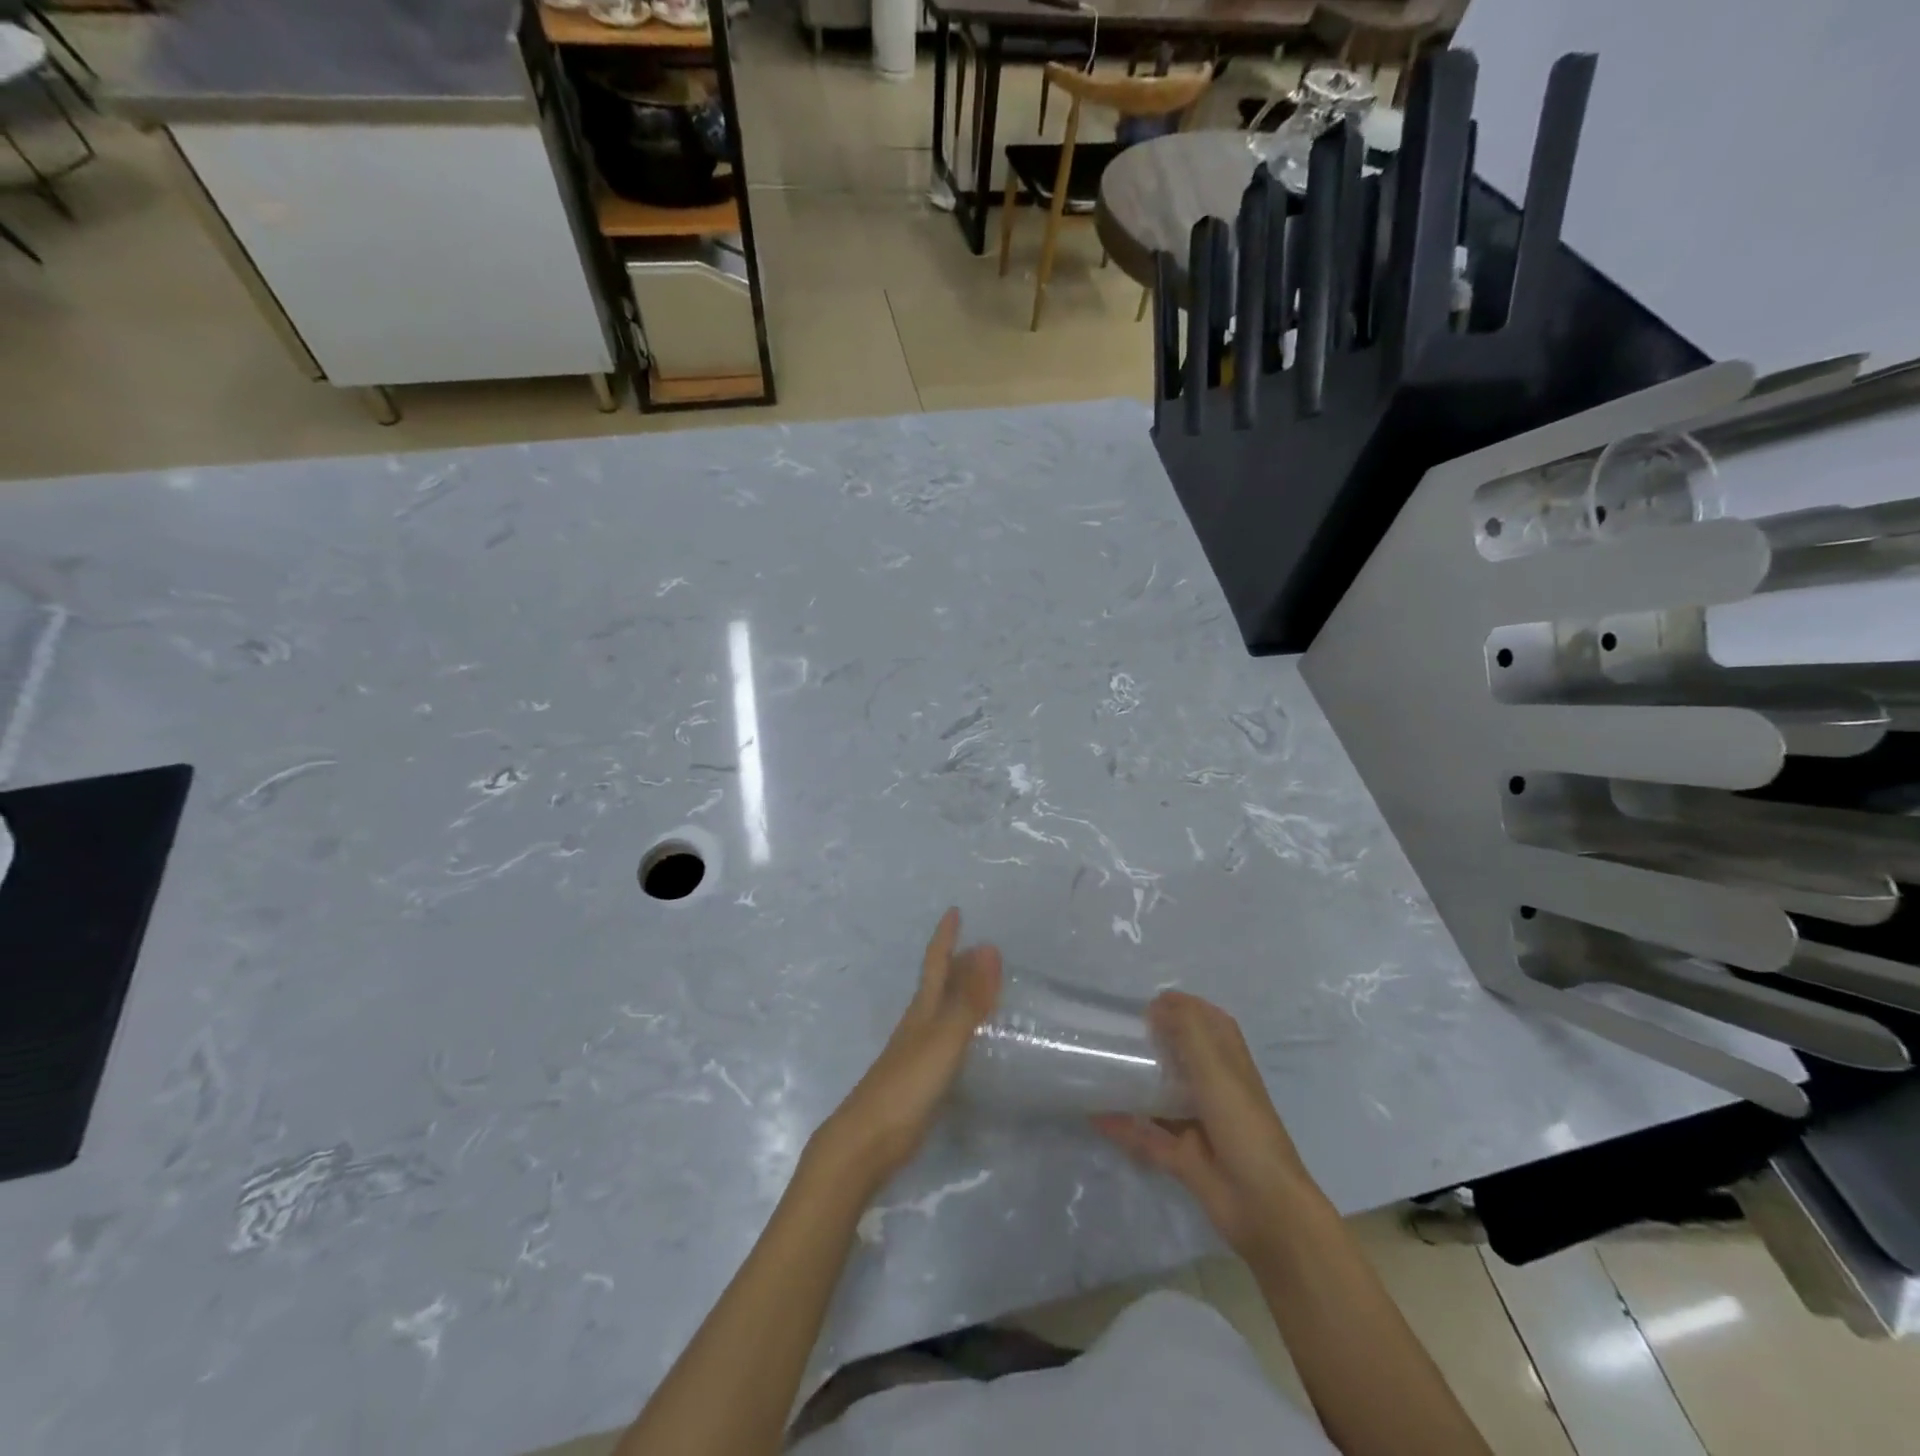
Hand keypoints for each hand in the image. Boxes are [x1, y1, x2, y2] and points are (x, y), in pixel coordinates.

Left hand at [811, 908, 1001, 1191]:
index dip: (945, 937)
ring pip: (941, 1013)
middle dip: (956, 963)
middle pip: (937, 985)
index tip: (954, 911)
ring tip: (983, 988)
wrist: (866, 1142)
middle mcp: (918, 1026)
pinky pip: (946, 1041)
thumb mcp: (944, 1039)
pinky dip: (961, 1030)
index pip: (935, 963)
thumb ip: (968, 999)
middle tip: (980, 948)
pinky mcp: (919, 1082)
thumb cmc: (906, 1086)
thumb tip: (989, 946)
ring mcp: (916, 1055)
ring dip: (959, 995)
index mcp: (922, 1010)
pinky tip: (970, 1043)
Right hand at [1094, 991, 1321, 1262]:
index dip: (1187, 1009)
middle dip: (1156, 1044)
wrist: (1263, 1207)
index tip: (1149, 1003)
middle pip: (1184, 1059)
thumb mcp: (1216, 1069)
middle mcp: (1216, 1091)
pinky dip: (1123, 1127)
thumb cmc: (1243, 1125)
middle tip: (1117, 1033)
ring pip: (1163, 1098)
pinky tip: (1095, 1115)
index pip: (1211, 1026)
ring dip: (1137, 1085)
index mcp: (1231, 1065)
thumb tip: (1158, 1003)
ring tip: (1102, 1067)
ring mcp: (1200, 1126)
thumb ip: (1188, 1031)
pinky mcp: (1184, 1158)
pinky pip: (1147, 1137)